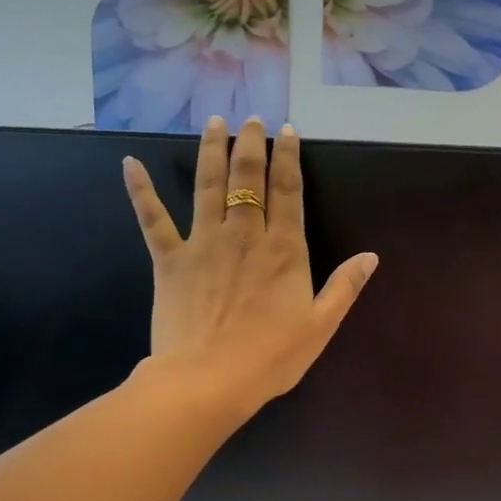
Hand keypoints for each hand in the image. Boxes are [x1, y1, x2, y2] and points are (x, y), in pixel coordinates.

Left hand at [124, 116, 377, 417]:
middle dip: (251, 144)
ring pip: (208, 186)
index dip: (288, 158)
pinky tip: (129, 163)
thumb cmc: (270, 358)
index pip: (288, 191)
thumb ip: (345, 287)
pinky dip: (140, 190)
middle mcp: (244, 235)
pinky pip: (152, 219)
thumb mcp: (320, 326)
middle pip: (248, 178)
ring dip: (211, 151)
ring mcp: (203, 243)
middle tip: (251, 119)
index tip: (287, 131)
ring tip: (214, 123)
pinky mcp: (169, 260)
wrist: (207, 381)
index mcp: (284, 250)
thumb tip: (371, 256)